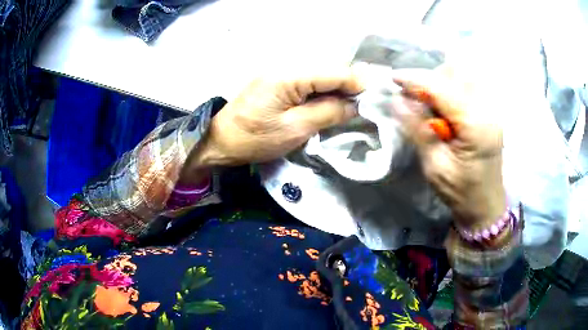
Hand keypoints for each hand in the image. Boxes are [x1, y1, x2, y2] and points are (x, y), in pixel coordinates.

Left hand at [187, 68, 362, 171]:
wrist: (221, 140)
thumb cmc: (255, 138)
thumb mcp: (295, 129)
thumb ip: (328, 113)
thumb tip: (354, 105)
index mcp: (289, 75)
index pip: (333, 72)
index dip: (357, 83)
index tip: (376, 96)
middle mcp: (286, 66)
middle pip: (328, 70)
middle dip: (349, 85)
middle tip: (367, 101)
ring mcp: (280, 72)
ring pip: (319, 76)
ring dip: (337, 88)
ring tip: (353, 103)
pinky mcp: (277, 81)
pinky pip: (307, 82)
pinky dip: (322, 91)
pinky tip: (331, 102)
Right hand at [390, 66, 505, 230]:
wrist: (485, 205)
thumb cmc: (461, 193)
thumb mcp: (435, 166)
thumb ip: (418, 130)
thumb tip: (396, 101)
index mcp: (476, 126)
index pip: (443, 89)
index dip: (417, 80)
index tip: (393, 78)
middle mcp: (487, 110)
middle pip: (456, 74)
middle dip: (430, 78)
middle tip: (412, 94)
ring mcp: (491, 109)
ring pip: (462, 76)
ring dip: (440, 81)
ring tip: (426, 100)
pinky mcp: (489, 111)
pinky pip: (467, 86)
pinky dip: (450, 88)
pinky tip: (442, 104)